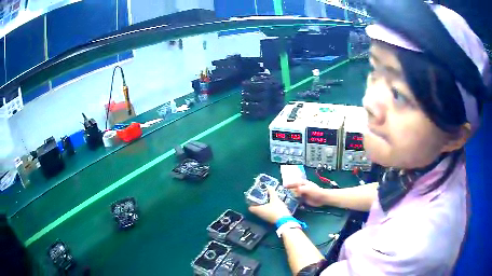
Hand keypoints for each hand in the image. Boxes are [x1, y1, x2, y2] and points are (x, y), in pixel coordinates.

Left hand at [248, 186, 291, 223]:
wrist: (285, 220)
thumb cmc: (277, 209)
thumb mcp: (275, 199)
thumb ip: (271, 193)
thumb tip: (269, 187)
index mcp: (258, 210)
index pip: (250, 208)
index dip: (251, 203)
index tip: (254, 198)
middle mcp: (260, 215)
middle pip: (256, 209)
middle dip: (258, 204)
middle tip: (261, 198)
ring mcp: (265, 218)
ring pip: (261, 212)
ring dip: (263, 207)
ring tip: (267, 201)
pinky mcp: (270, 220)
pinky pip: (266, 214)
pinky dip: (267, 210)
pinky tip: (272, 206)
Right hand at [284, 179, 325, 206]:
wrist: (322, 198)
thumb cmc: (316, 191)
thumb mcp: (308, 189)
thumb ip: (300, 189)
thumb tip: (294, 190)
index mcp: (302, 183)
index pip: (293, 182)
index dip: (288, 184)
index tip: (283, 186)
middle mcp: (301, 188)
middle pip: (292, 188)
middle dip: (287, 190)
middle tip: (281, 194)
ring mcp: (301, 193)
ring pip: (293, 194)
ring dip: (290, 196)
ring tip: (284, 199)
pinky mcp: (302, 199)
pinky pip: (296, 200)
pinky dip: (293, 201)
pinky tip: (290, 203)